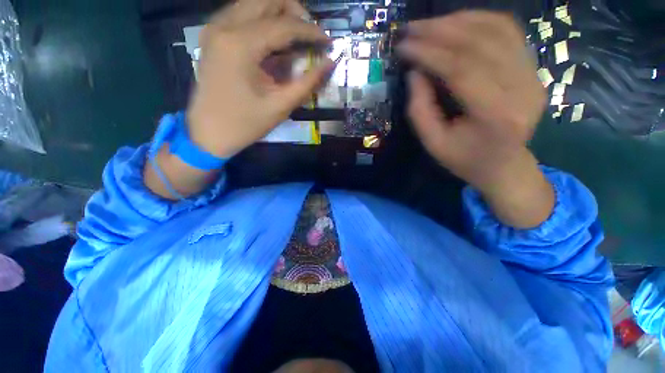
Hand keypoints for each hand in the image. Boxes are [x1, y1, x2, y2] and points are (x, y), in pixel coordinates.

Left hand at [187, 0, 333, 157]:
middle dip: (295, 12)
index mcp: (241, 45)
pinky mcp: (213, 35)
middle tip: (311, 36)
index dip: (311, 31)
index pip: (284, 25)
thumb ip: (307, 83)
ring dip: (279, 14)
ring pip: (253, 3)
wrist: (208, 133)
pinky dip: (263, 21)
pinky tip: (274, 42)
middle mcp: (224, 25)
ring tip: (296, 38)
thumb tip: (329, 64)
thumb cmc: (245, 124)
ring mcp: (215, 27)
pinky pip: (242, 14)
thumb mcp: (280, 106)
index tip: (329, 41)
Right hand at [397, 11, 545, 190]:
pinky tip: (456, 23)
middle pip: (480, 44)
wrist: (505, 165)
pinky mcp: (533, 69)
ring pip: (497, 30)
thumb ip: (420, 109)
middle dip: (440, 30)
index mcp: (495, 116)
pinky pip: (509, 32)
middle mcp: (522, 89)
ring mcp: (533, 76)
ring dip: (458, 20)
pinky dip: (480, 20)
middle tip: (411, 28)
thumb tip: (414, 72)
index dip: (429, 53)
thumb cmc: (465, 159)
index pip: (461, 70)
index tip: (403, 46)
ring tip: (429, 25)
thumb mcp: (433, 143)